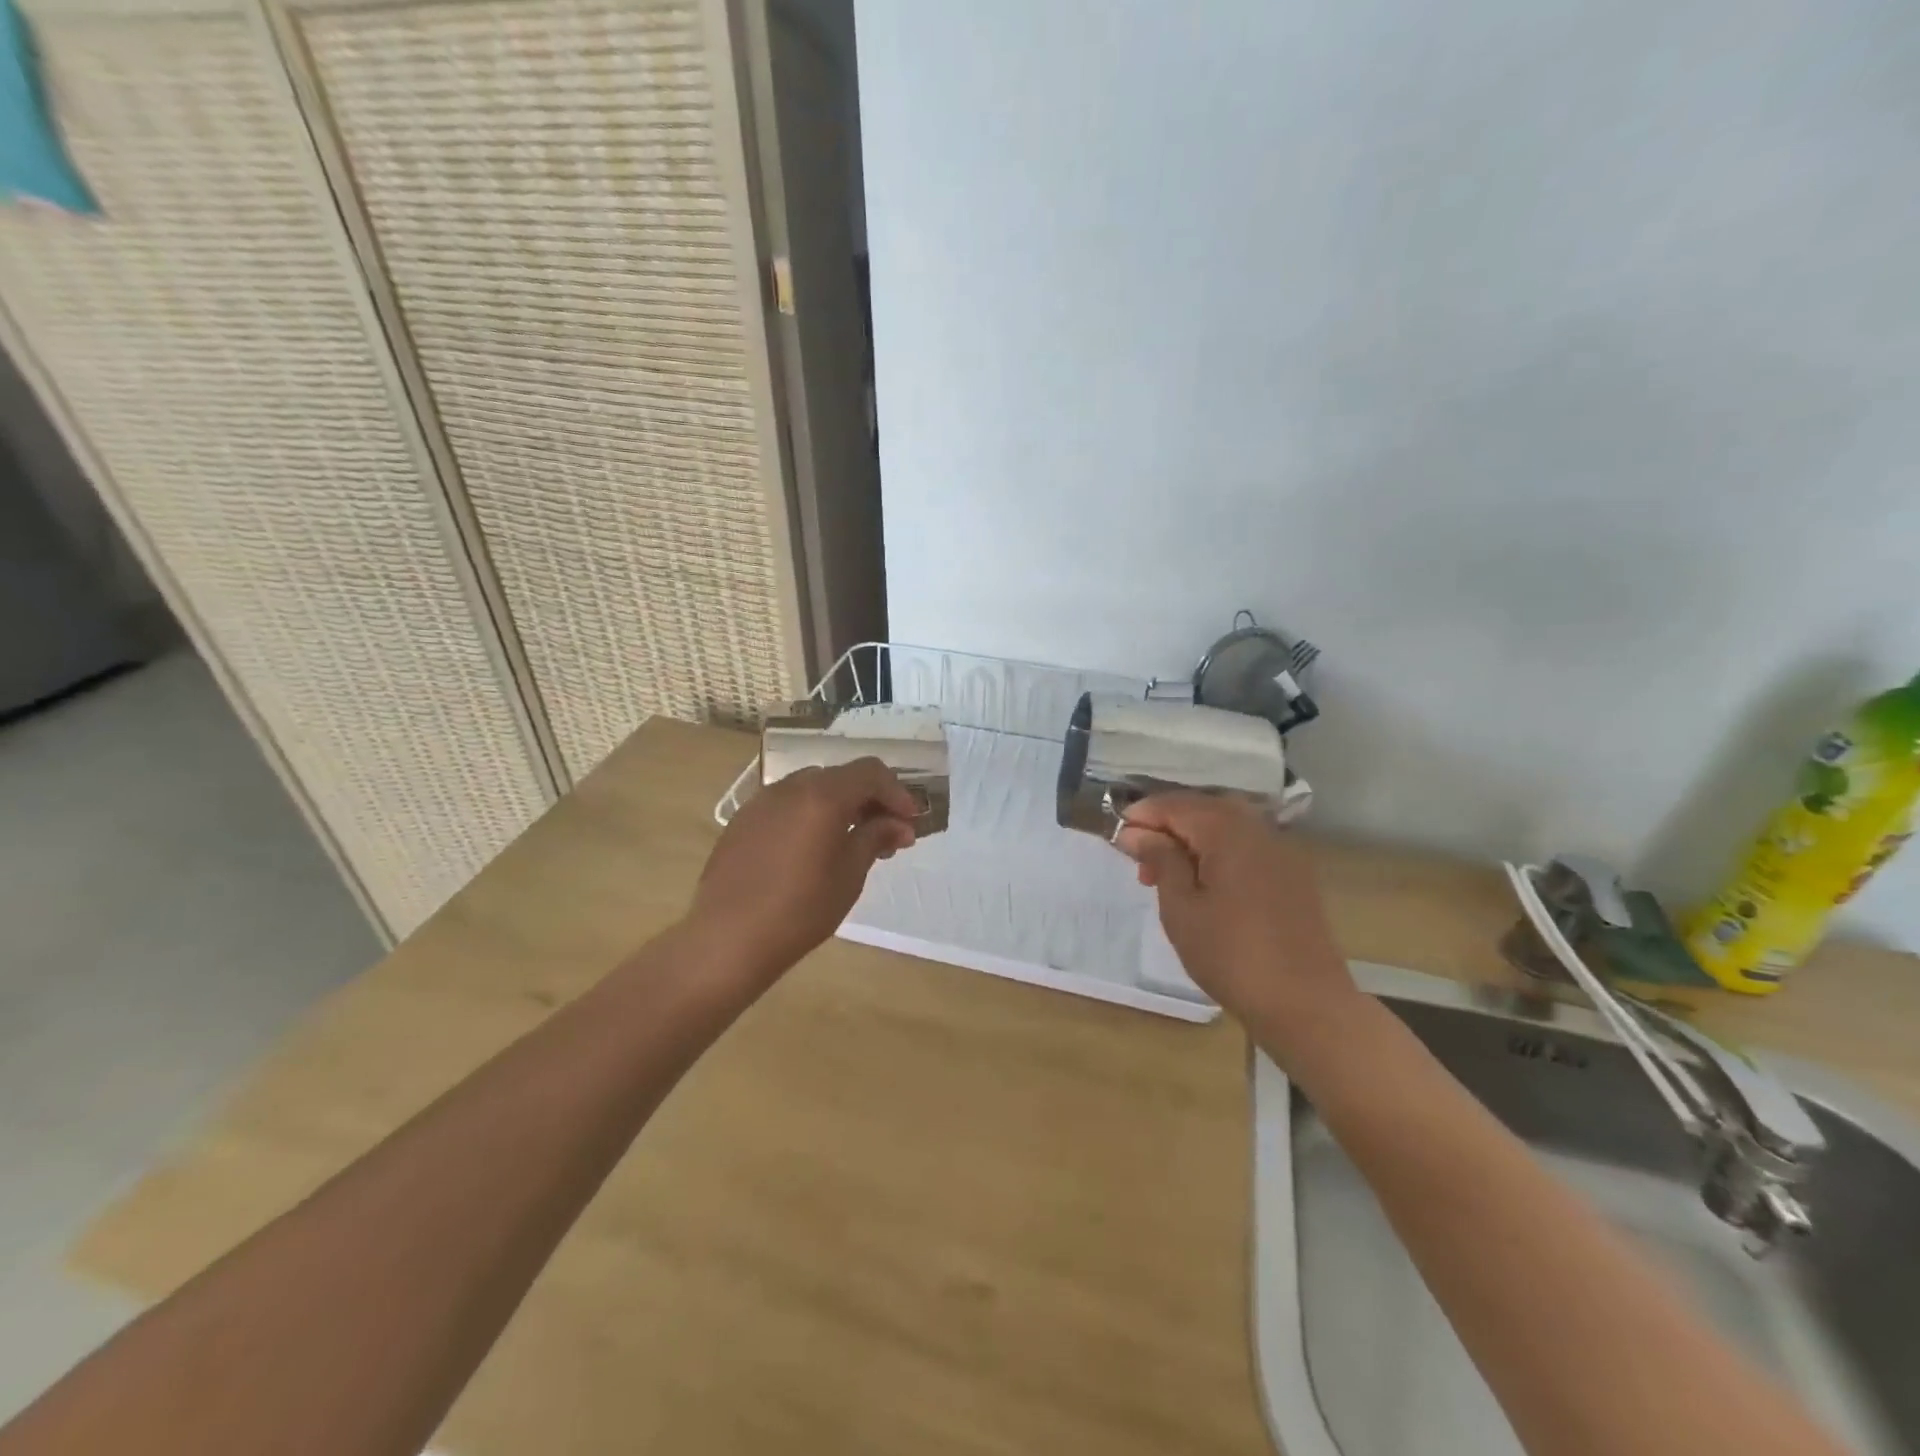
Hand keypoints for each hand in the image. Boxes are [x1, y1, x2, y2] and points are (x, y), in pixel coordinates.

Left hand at [687, 757, 918, 983]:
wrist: (727, 939)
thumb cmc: (800, 909)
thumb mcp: (849, 874)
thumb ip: (875, 837)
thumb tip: (899, 824)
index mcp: (822, 795)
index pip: (870, 772)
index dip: (896, 792)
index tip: (911, 822)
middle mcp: (790, 787)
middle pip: (840, 778)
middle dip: (869, 800)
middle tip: (886, 834)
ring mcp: (761, 802)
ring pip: (811, 790)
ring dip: (839, 807)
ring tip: (850, 843)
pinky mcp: (742, 821)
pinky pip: (786, 806)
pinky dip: (809, 816)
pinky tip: (811, 851)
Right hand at [1114, 794, 1364, 1060]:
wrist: (1306, 1003)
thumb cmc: (1231, 954)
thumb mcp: (1181, 907)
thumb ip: (1160, 859)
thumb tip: (1138, 831)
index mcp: (1227, 830)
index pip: (1175, 805)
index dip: (1142, 816)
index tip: (1116, 839)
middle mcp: (1258, 828)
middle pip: (1202, 809)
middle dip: (1166, 827)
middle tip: (1140, 863)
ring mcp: (1281, 849)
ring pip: (1225, 827)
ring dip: (1191, 841)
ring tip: (1168, 878)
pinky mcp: (1293, 873)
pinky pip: (1246, 846)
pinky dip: (1218, 853)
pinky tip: (1205, 886)